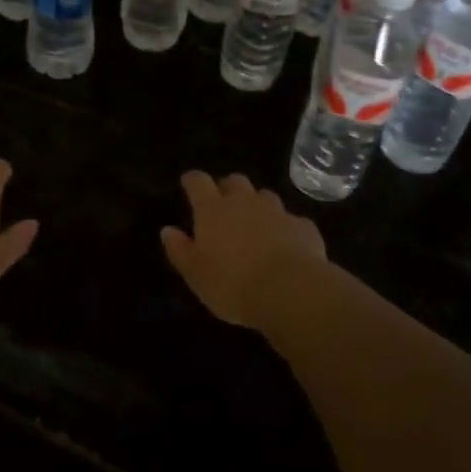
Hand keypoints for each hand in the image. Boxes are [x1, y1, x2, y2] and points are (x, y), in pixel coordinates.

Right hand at [161, 171, 325, 328]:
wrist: (290, 291)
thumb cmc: (233, 284)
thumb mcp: (196, 274)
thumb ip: (180, 250)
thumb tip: (167, 230)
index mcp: (213, 210)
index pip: (198, 182)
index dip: (192, 180)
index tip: (188, 183)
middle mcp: (244, 202)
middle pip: (235, 181)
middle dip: (227, 188)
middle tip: (223, 205)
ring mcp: (277, 211)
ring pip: (264, 196)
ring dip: (257, 205)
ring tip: (255, 224)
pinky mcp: (303, 226)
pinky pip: (291, 220)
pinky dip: (285, 228)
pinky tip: (286, 245)